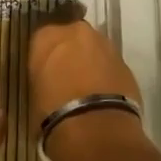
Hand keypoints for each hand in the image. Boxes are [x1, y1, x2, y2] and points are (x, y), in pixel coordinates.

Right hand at [28, 17, 148, 160]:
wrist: (95, 128)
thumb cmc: (52, 112)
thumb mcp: (34, 93)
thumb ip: (42, 77)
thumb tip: (49, 81)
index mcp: (47, 36)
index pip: (41, 38)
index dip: (43, 56)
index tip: (43, 71)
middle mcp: (76, 32)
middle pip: (71, 37)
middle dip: (69, 53)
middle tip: (65, 76)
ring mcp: (105, 45)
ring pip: (94, 49)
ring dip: (90, 62)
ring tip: (86, 88)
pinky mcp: (126, 63)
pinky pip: (110, 65)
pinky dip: (106, 75)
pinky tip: (102, 96)